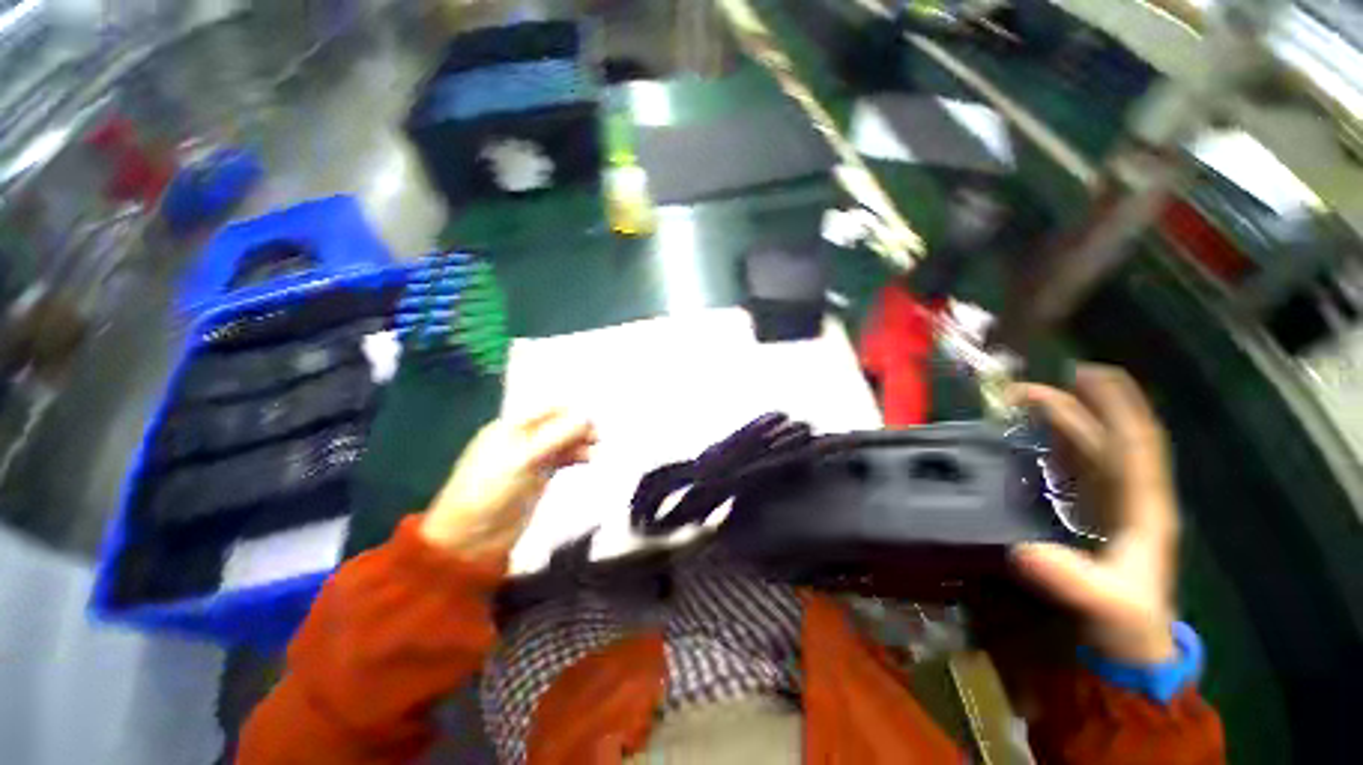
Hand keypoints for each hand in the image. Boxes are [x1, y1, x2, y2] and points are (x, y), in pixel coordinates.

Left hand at [419, 409, 595, 557]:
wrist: (471, 537)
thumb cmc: (492, 490)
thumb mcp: (525, 458)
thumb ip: (557, 436)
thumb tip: (587, 417)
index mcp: (511, 427)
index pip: (548, 410)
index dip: (572, 412)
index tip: (594, 421)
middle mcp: (523, 438)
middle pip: (557, 424)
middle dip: (578, 428)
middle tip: (597, 438)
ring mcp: (531, 458)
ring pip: (562, 441)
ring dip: (579, 443)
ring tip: (595, 451)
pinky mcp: (538, 476)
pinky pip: (561, 458)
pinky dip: (575, 456)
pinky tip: (587, 459)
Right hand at [1010, 364, 1180, 664]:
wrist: (1119, 648)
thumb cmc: (1124, 624)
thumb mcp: (1104, 606)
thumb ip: (1072, 580)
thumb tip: (1024, 551)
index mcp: (1142, 507)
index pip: (1136, 445)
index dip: (1118, 406)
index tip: (1090, 373)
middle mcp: (1124, 497)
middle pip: (1101, 439)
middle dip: (1069, 408)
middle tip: (1021, 390)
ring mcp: (1101, 505)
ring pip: (1082, 451)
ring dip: (1053, 423)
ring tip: (1017, 404)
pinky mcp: (1079, 515)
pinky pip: (1064, 470)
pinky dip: (1044, 449)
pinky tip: (1021, 441)